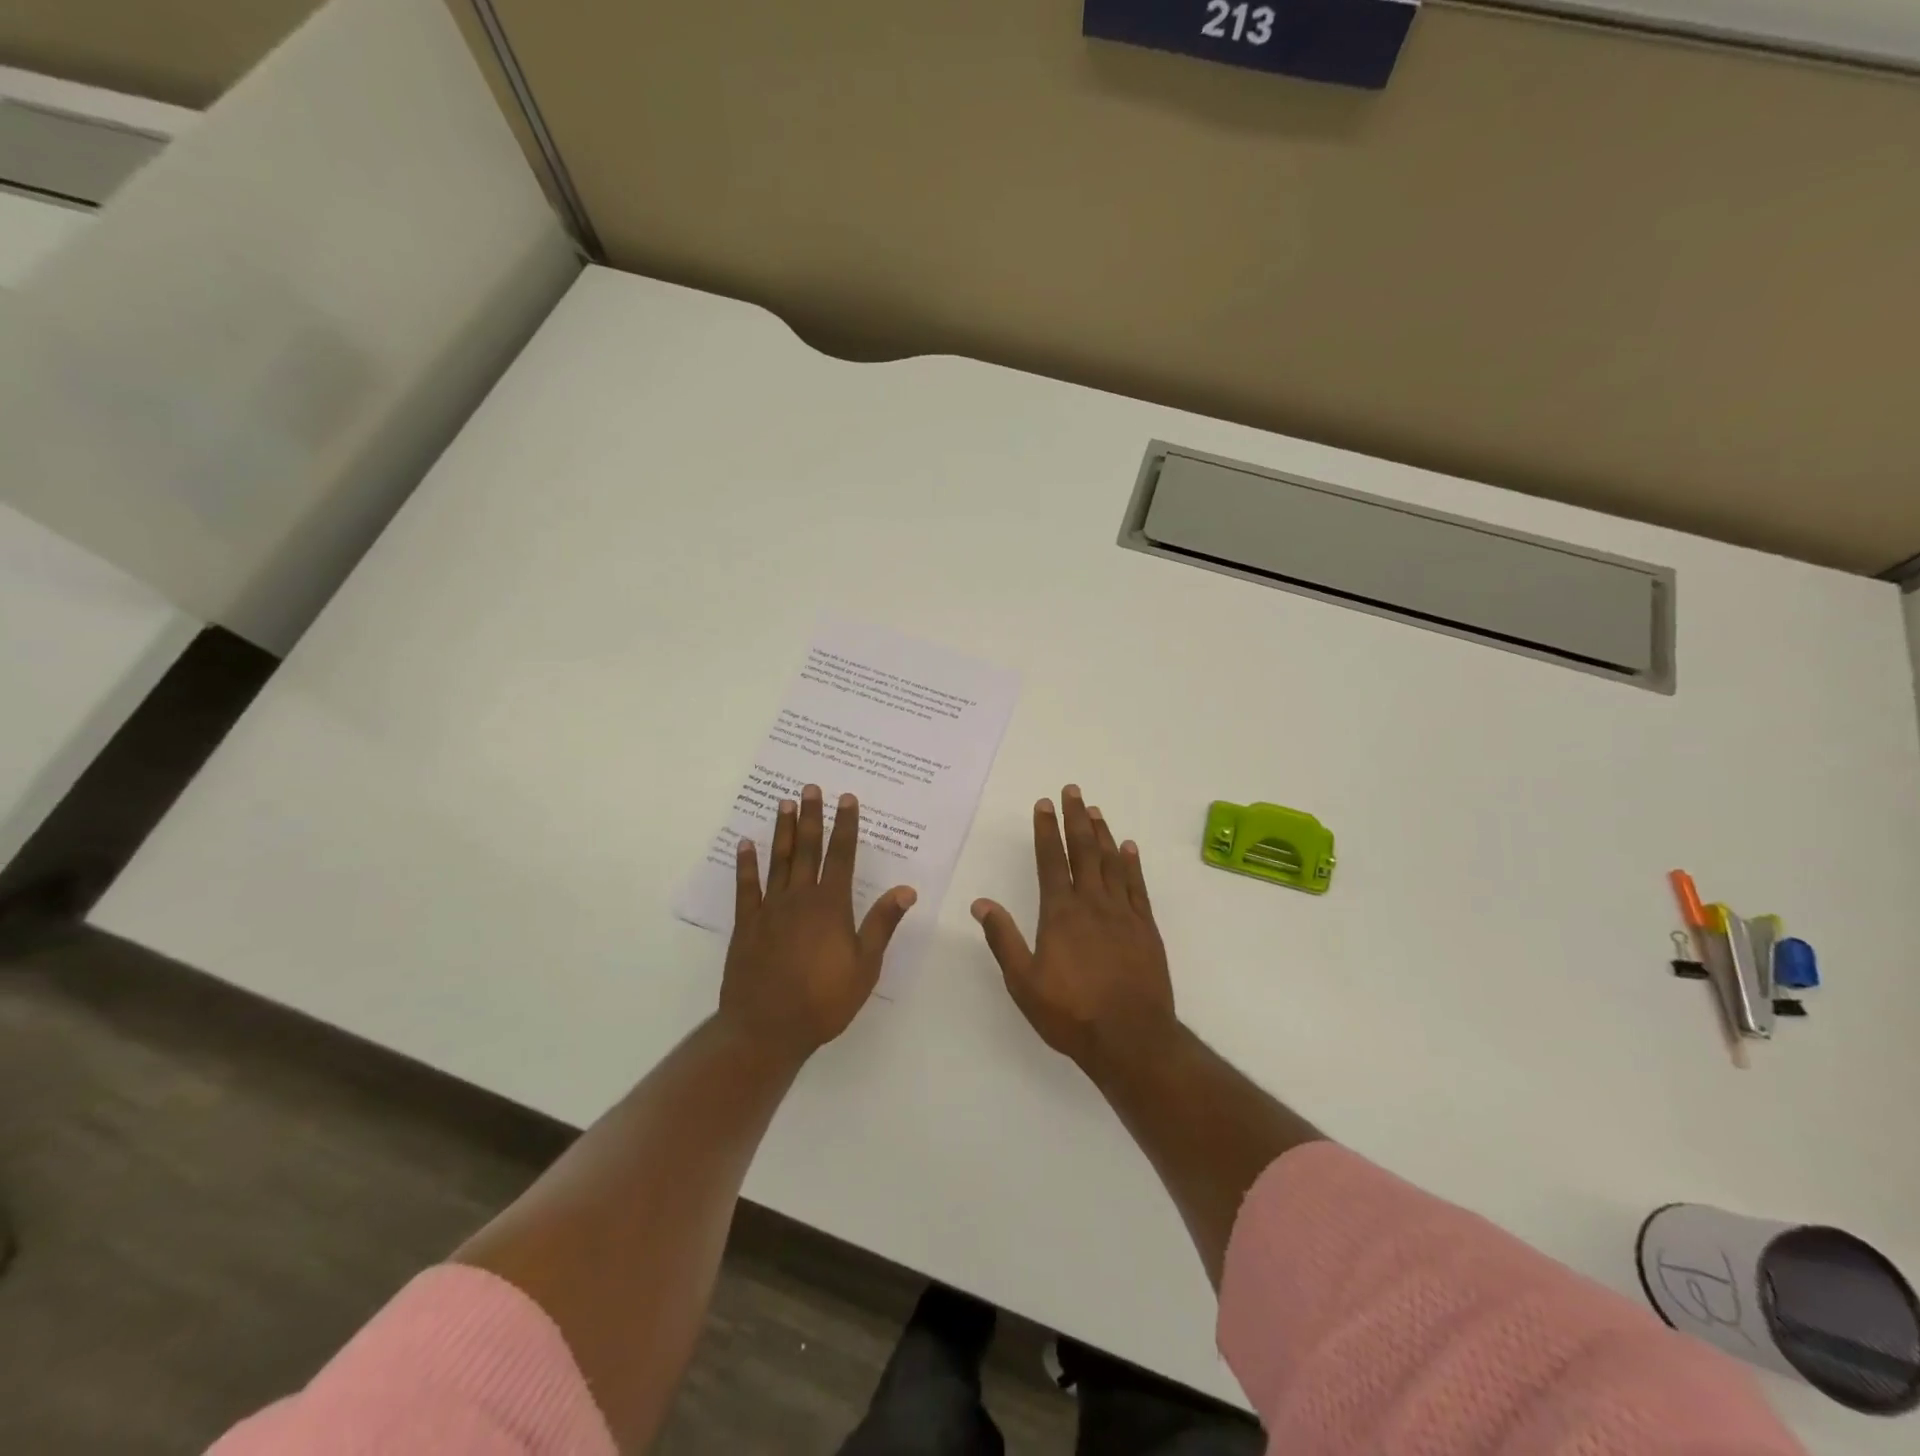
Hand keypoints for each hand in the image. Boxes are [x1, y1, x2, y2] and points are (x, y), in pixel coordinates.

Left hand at [720, 785, 915, 1059]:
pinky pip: (746, 887)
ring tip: (784, 803)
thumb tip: (906, 889)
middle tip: (811, 788)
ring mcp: (770, 909)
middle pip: (808, 849)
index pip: (841, 856)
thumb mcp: (865, 966)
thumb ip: (882, 924)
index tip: (847, 799)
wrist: (767, 1029)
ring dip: (783, 830)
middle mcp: (800, 898)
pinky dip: (746, 864)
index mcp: (831, 906)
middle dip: (812, 817)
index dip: (845, 826)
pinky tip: (745, 844)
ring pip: (778, 860)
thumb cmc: (824, 1001)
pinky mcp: (746, 925)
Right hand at [971, 785, 1176, 1073]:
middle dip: (1076, 818)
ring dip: (1102, 833)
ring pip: (1112, 862)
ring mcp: (1123, 914)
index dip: (1046, 830)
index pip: (1051, 860)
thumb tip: (980, 903)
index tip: (1043, 804)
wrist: (1130, 1038)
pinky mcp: (1146, 928)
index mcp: (1060, 913)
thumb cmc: (1071, 1013)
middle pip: (1084, 851)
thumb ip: (1002, 939)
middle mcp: (1093, 903)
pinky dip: (1132, 863)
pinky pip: (1137, 886)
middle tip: (1073, 791)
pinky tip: (1129, 848)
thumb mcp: (1023, 982)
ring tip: (1095, 810)